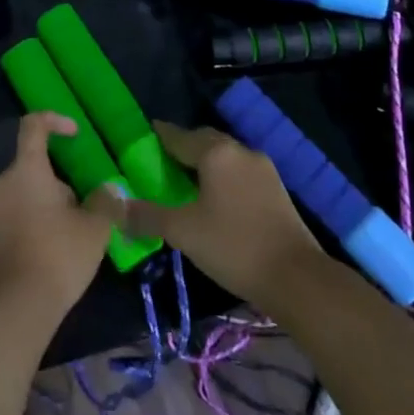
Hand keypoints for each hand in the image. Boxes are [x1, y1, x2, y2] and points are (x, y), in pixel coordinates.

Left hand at [0, 112, 115, 331]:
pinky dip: (31, 227)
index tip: (75, 134)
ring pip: (22, 196)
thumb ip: (104, 203)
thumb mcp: (94, 229)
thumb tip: (109, 191)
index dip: (55, 121)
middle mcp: (0, 183)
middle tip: (82, 211)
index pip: (33, 125)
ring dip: (45, 207)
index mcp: (25, 169)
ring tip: (70, 238)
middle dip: (58, 184)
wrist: (14, 310)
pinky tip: (51, 256)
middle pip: (31, 168)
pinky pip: (12, 220)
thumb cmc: (57, 255)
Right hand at [100, 120, 323, 308]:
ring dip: (204, 162)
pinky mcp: (276, 189)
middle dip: (182, 146)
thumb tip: (114, 207)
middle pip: (203, 140)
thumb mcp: (183, 232)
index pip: (178, 135)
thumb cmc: (234, 247)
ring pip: (224, 156)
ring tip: (186, 180)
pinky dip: (222, 176)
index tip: (142, 136)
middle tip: (161, 161)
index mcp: (215, 152)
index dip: (158, 136)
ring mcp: (262, 168)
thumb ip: (147, 216)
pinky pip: (239, 172)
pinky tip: (215, 197)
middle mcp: (239, 150)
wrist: (298, 278)